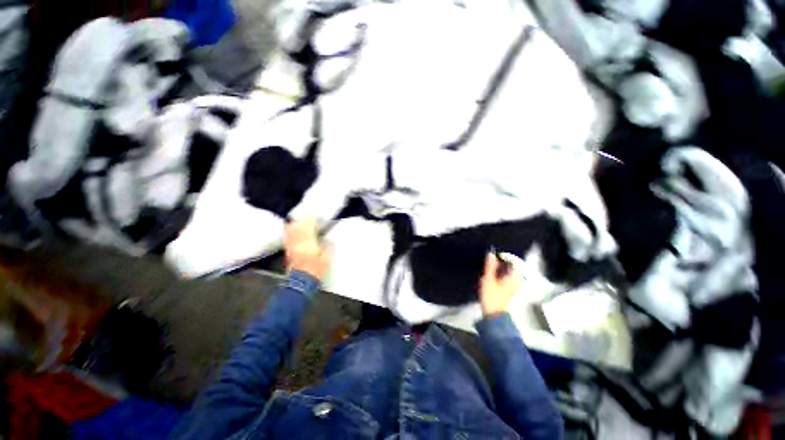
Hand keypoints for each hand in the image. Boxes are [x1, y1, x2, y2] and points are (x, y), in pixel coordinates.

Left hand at [284, 218, 332, 281]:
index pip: (308, 228)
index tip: (314, 215)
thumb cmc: (316, 271)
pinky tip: (291, 231)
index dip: (311, 220)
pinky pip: (287, 239)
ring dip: (295, 225)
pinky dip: (289, 233)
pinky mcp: (288, 252)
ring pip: (291, 232)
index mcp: (309, 243)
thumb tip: (329, 240)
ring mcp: (292, 247)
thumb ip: (328, 248)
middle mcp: (298, 243)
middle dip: (302, 220)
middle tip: (307, 216)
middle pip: (297, 227)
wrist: (301, 284)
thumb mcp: (326, 260)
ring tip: (300, 221)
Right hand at [479, 252, 522, 315]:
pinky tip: (495, 275)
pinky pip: (510, 278)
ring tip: (493, 266)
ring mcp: (516, 287)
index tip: (498, 255)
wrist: (494, 315)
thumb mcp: (488, 279)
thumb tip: (491, 254)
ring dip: (504, 268)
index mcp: (515, 277)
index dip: (508, 257)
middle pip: (515, 268)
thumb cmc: (492, 296)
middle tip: (494, 259)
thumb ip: (490, 266)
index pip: (517, 263)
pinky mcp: (511, 291)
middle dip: (506, 262)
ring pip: (512, 273)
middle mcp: (518, 281)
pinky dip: (504, 274)